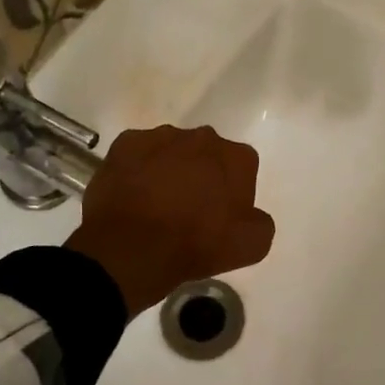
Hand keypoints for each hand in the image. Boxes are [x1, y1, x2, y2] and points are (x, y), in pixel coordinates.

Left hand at [66, 125, 276, 316]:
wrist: (133, 247)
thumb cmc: (197, 244)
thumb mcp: (252, 245)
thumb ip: (260, 222)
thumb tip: (250, 215)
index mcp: (237, 157)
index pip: (244, 167)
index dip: (234, 191)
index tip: (223, 215)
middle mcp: (202, 137)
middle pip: (208, 154)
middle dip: (203, 174)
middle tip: (190, 209)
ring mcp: (160, 137)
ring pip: (172, 151)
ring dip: (170, 169)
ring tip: (157, 204)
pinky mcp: (124, 144)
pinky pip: (138, 154)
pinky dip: (138, 169)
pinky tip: (133, 195)